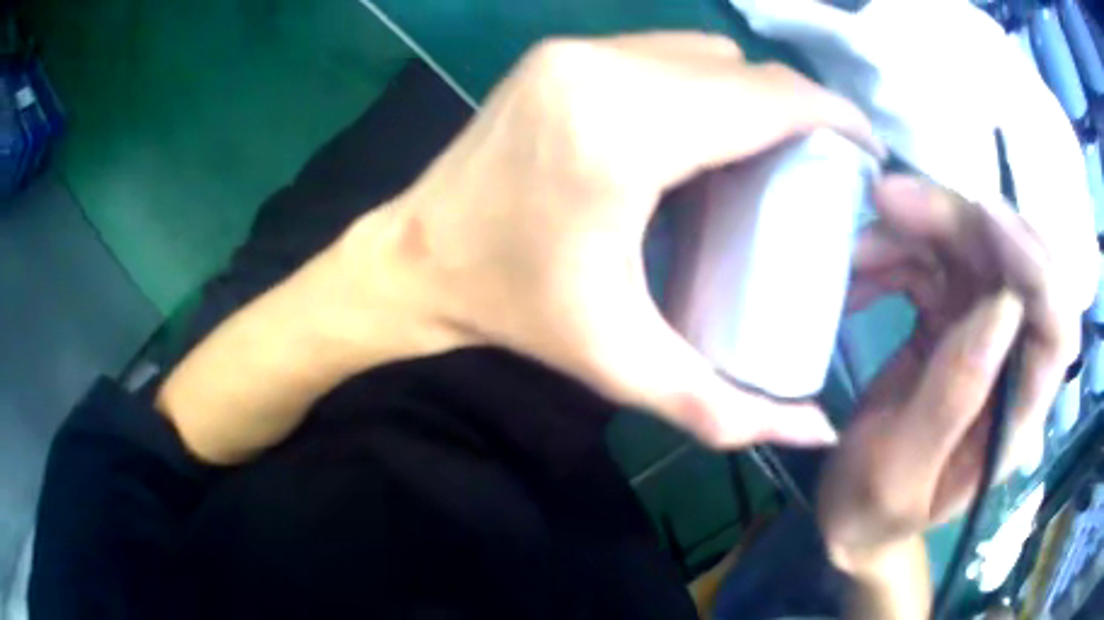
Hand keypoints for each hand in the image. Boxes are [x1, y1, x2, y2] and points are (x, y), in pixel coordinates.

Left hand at [345, 32, 879, 448]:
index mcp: (623, 135)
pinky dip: (704, 81)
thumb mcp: (624, 365)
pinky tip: (703, 129)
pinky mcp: (558, 53)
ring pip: (705, 53)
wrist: (415, 259)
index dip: (832, 115)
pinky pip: (664, 51)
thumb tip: (816, 430)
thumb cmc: (515, 310)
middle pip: (742, 71)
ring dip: (750, 94)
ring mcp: (575, 52)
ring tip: (767, 149)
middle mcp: (601, 71)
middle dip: (798, 109)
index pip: (764, 101)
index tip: (866, 148)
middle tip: (819, 162)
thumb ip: (725, 409)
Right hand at [816, 177, 1080, 577]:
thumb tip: (1003, 305)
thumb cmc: (876, 510)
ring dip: (917, 234)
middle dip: (958, 224)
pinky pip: (933, 266)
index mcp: (1015, 416)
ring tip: (859, 246)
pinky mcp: (951, 323)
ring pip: (969, 254)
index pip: (1056, 329)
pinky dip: (896, 256)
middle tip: (890, 203)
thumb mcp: (903, 473)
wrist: (853, 513)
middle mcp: (1011, 363)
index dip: (1035, 265)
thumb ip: (955, 399)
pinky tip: (860, 272)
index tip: (983, 217)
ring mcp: (982, 337)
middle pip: (1011, 268)